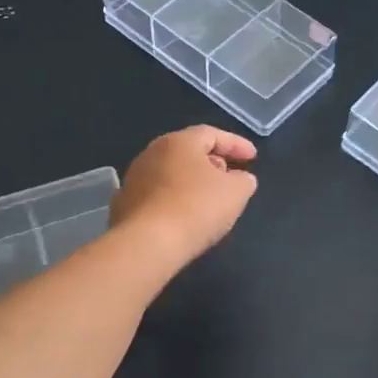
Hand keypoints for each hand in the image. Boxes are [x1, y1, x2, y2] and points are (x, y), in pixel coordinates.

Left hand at [111, 126, 258, 271]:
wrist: (147, 244)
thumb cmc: (197, 208)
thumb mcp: (236, 192)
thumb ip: (244, 180)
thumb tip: (240, 178)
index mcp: (179, 142)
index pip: (212, 134)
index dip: (236, 144)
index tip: (253, 157)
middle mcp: (152, 153)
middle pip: (188, 151)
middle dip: (212, 162)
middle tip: (230, 176)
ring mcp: (134, 179)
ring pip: (171, 173)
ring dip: (192, 182)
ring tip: (209, 198)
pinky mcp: (124, 205)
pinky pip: (157, 195)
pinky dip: (174, 200)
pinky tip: (183, 216)